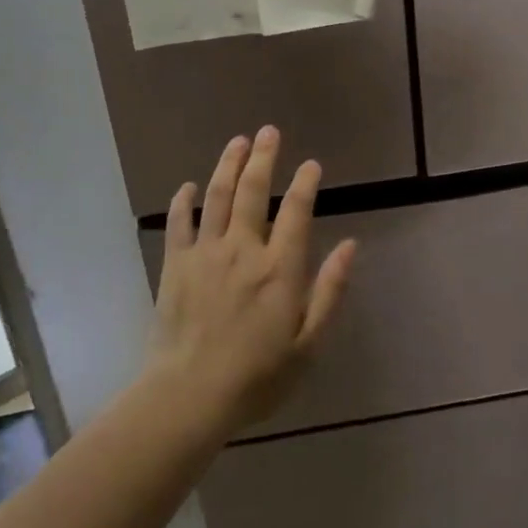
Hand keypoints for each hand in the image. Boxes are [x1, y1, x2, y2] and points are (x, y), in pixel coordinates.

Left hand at [147, 127, 356, 431]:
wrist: (189, 396)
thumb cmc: (257, 376)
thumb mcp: (309, 343)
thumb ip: (330, 291)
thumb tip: (351, 246)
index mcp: (280, 268)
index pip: (297, 211)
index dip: (305, 183)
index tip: (311, 164)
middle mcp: (244, 249)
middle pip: (254, 191)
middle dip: (263, 157)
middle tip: (268, 132)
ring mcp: (206, 254)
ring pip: (218, 197)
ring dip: (228, 166)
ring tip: (237, 142)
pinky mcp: (175, 266)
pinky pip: (179, 224)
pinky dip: (183, 202)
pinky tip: (188, 187)